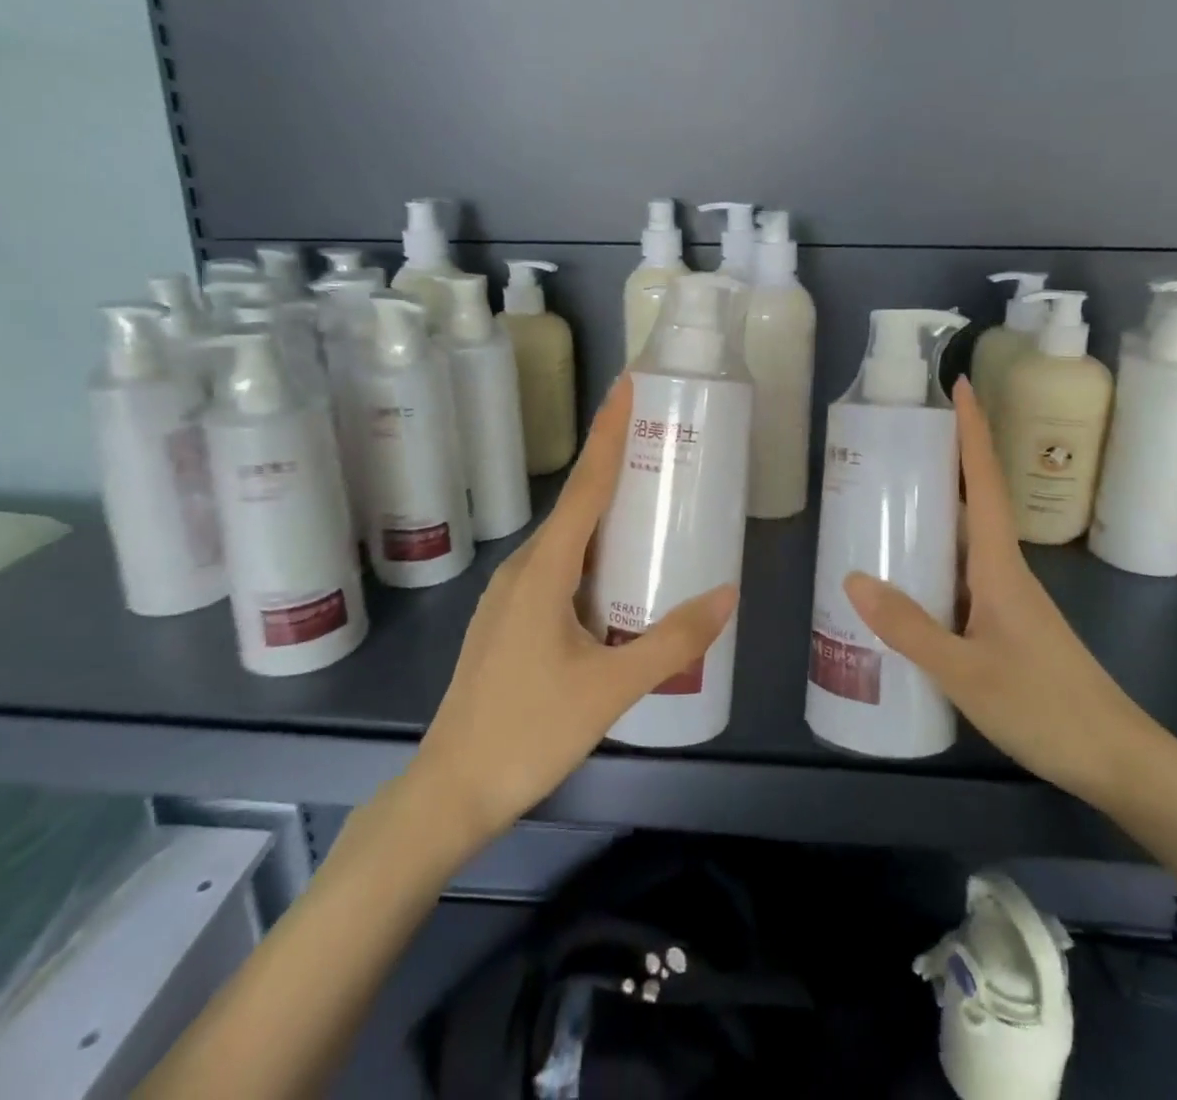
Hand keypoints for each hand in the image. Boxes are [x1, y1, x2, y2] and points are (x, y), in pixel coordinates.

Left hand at [404, 375, 737, 851]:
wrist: (449, 790)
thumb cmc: (528, 732)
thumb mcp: (611, 688)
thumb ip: (672, 641)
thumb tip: (727, 594)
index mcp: (544, 569)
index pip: (586, 485)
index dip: (608, 432)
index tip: (627, 386)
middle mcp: (523, 569)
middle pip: (576, 503)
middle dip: (614, 464)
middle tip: (659, 439)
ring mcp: (511, 595)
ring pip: (567, 538)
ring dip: (604, 512)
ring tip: (649, 498)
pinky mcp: (509, 620)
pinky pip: (557, 566)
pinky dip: (591, 551)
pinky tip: (616, 572)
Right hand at [844, 377, 1167, 807]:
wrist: (1120, 761)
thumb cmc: (1047, 708)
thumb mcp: (966, 673)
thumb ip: (909, 628)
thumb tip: (852, 578)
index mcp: (1000, 567)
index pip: (986, 482)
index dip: (973, 432)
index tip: (958, 387)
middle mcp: (1006, 572)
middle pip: (974, 502)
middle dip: (942, 464)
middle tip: (893, 443)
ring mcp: (1009, 600)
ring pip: (966, 542)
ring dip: (934, 514)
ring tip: (884, 503)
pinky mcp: (1007, 626)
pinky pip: (963, 576)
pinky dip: (934, 562)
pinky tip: (906, 583)